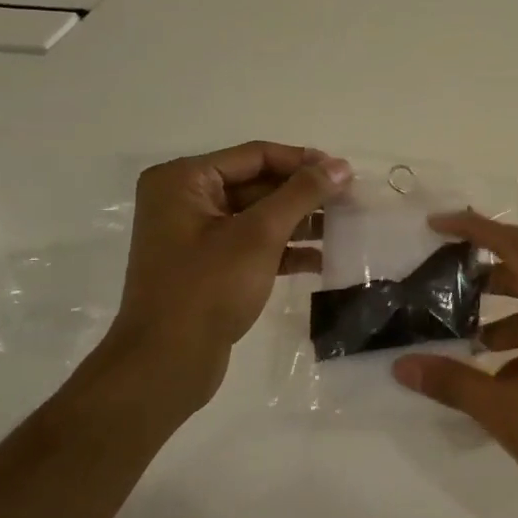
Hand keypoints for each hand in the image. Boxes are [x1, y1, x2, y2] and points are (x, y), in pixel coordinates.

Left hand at [96, 142, 350, 410]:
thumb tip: (341, 165)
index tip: (346, 173)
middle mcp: (185, 201)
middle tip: (350, 201)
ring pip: (259, 216)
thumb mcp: (259, 235)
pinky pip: (253, 245)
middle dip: (304, 194)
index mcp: (184, 180)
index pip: (255, 156)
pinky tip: (322, 260)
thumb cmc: (208, 288)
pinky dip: (285, 249)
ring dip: (300, 222)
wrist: (167, 362)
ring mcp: (195, 236)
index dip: (303, 161)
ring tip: (344, 228)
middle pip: (258, 184)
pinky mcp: (208, 267)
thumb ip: (301, 195)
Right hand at [391, 211, 517, 517]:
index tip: (435, 226)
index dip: (474, 230)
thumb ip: (456, 384)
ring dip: (504, 326)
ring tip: (463, 349)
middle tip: (438, 294)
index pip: (516, 246)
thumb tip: (402, 365)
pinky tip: (501, 385)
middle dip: (483, 285)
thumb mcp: (512, 415)